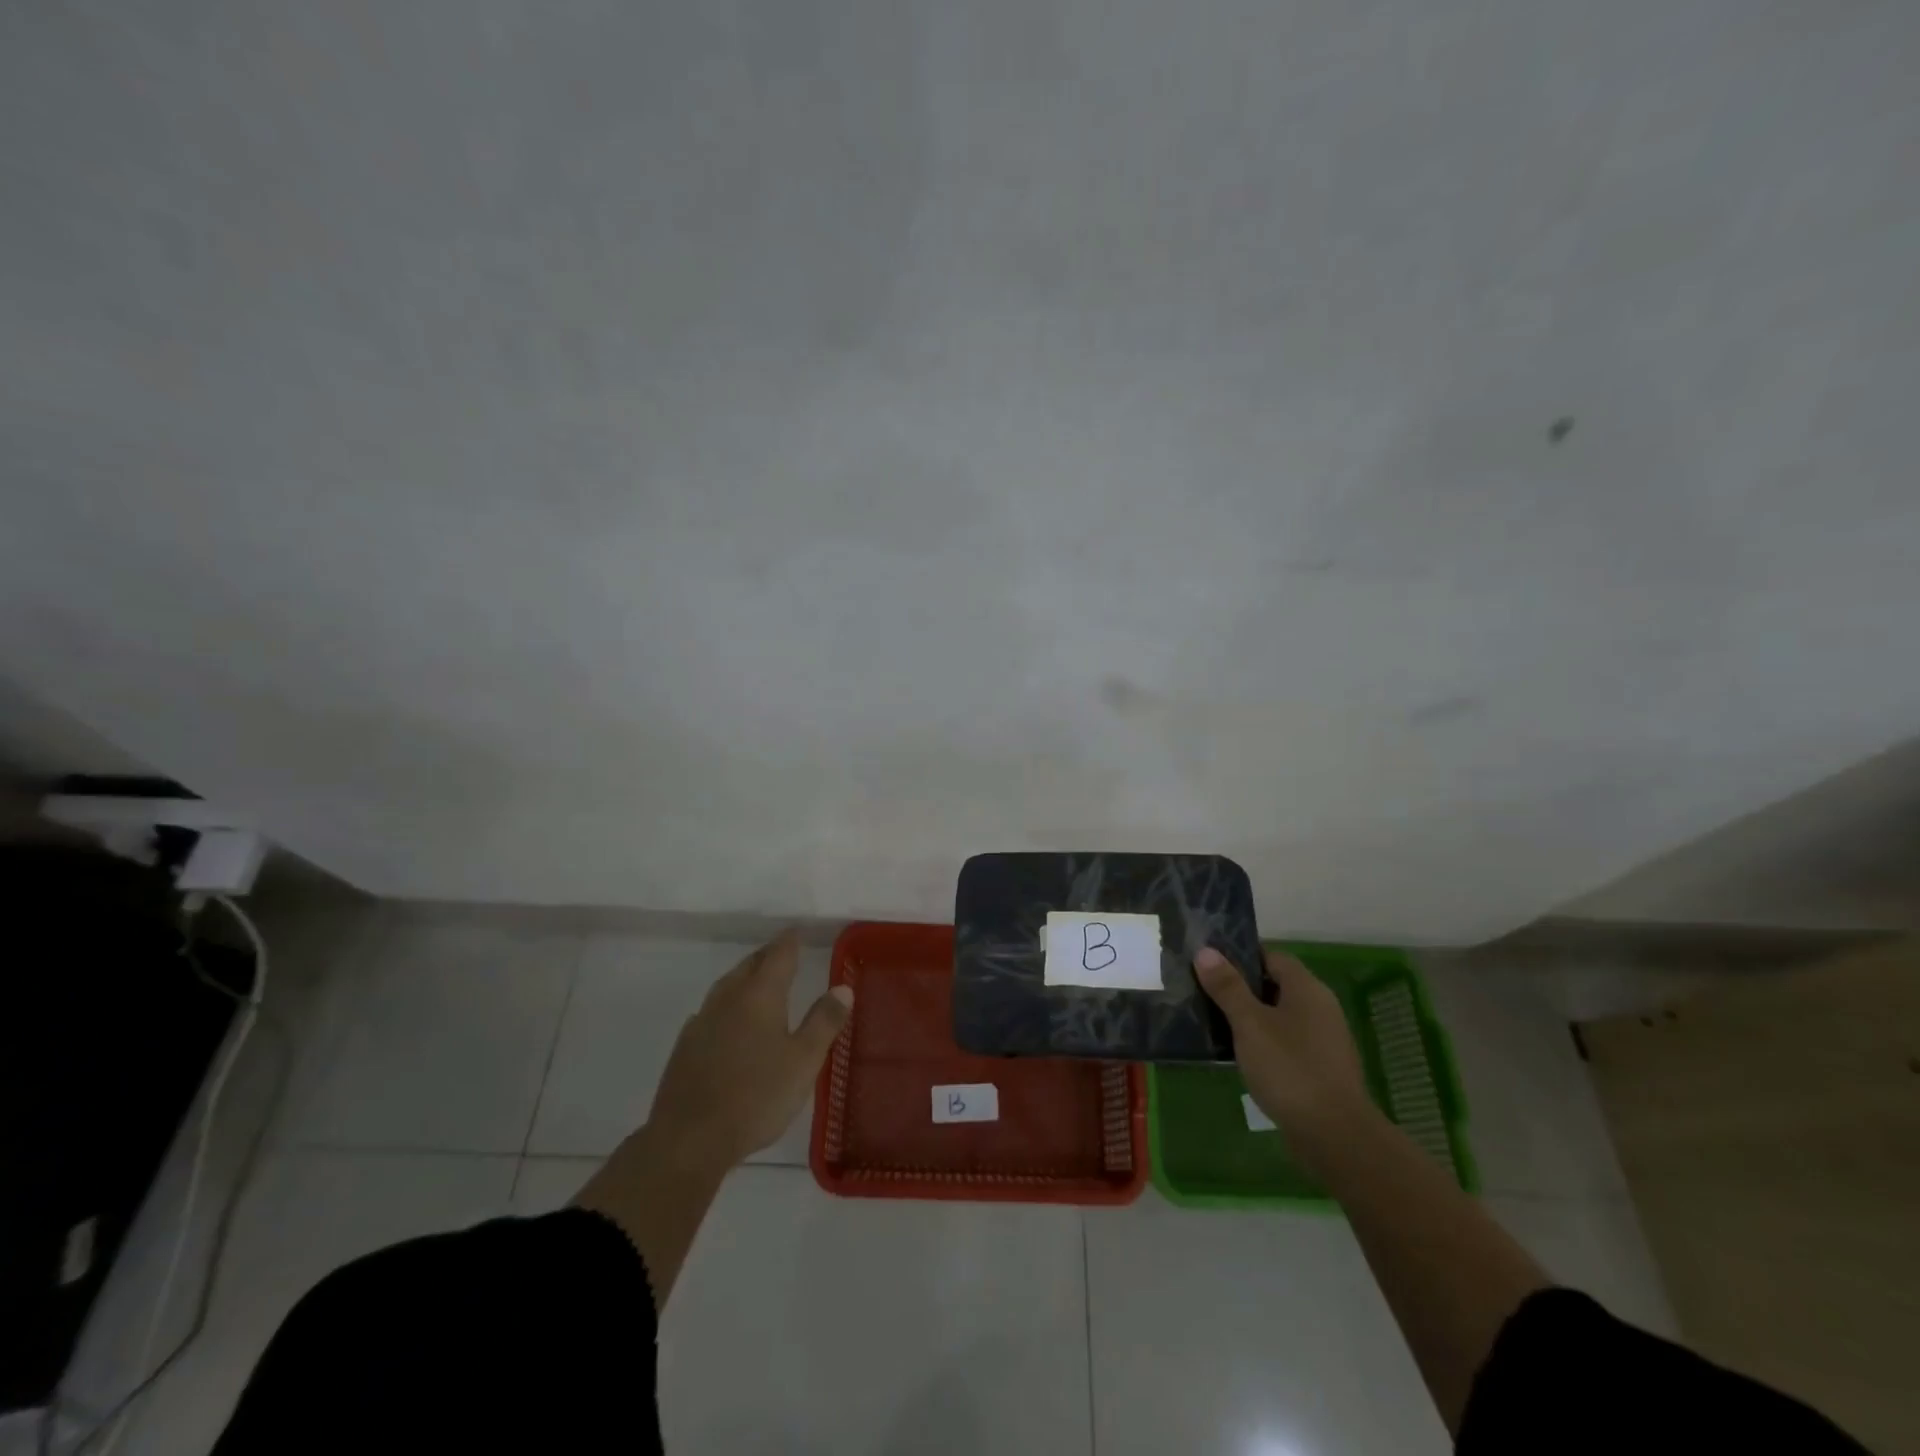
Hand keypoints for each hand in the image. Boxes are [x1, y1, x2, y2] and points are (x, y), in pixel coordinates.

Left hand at [646, 930, 853, 1170]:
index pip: (778, 955)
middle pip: (749, 966)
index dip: (790, 941)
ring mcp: (702, 1022)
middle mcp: (729, 999)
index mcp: (760, 996)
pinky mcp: (685, 1047)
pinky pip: (710, 1011)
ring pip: (726, 986)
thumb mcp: (803, 1061)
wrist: (688, 1140)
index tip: (797, 930)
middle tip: (781, 952)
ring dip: (744, 976)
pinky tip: (727, 1020)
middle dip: (767, 956)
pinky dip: (725, 1005)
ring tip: (756, 979)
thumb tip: (843, 987)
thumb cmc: (756, 1097)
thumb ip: (824, 1021)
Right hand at [1194, 946, 1371, 1147]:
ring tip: (1215, 1021)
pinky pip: (1286, 1042)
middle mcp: (1320, 1008)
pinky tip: (1240, 1054)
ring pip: (1280, 1016)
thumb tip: (1205, 951)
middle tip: (1204, 991)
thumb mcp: (1250, 1024)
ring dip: (1251, 1017)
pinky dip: (1264, 1042)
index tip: (1209, 962)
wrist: (1336, 1137)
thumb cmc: (1289, 1069)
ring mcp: (1324, 1040)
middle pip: (1276, 985)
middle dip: (1241, 987)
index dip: (1240, 955)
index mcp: (1307, 989)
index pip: (1272, 956)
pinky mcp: (1321, 1069)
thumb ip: (1227, 987)